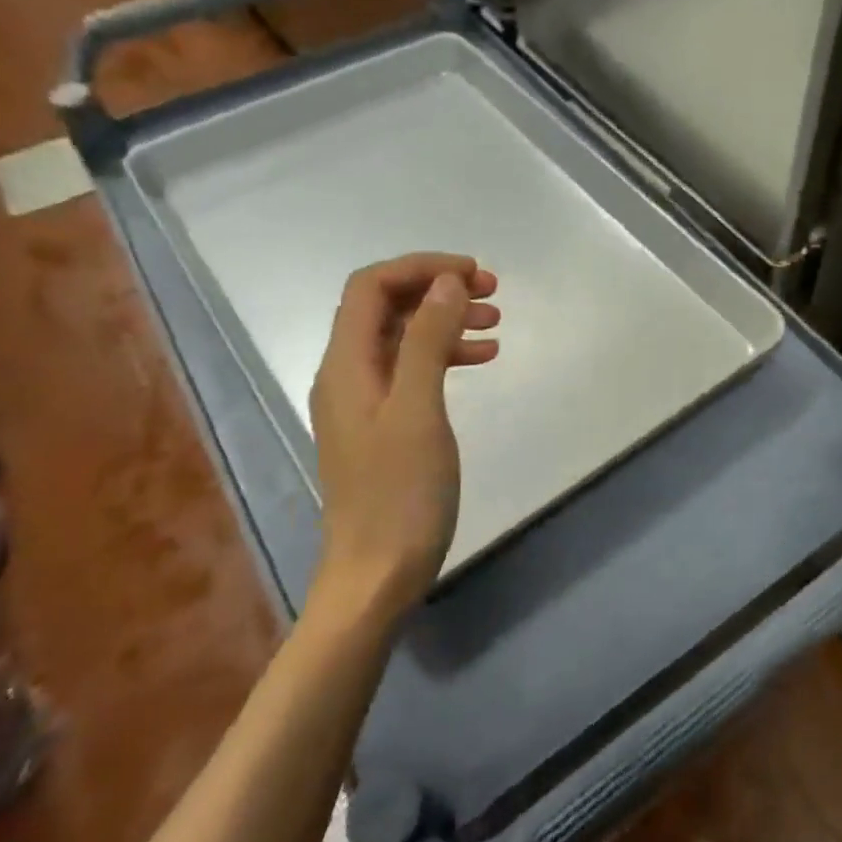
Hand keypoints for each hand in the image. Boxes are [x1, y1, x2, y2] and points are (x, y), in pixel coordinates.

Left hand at [308, 253, 499, 620]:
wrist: (377, 574)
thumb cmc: (400, 492)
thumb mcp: (419, 408)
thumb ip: (429, 339)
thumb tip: (447, 283)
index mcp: (346, 364)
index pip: (371, 286)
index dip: (421, 268)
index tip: (473, 273)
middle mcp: (347, 374)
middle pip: (386, 307)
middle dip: (437, 290)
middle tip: (492, 292)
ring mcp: (364, 401)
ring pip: (403, 338)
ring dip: (446, 321)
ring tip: (496, 323)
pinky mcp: (383, 425)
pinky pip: (412, 371)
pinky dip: (446, 356)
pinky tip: (482, 360)